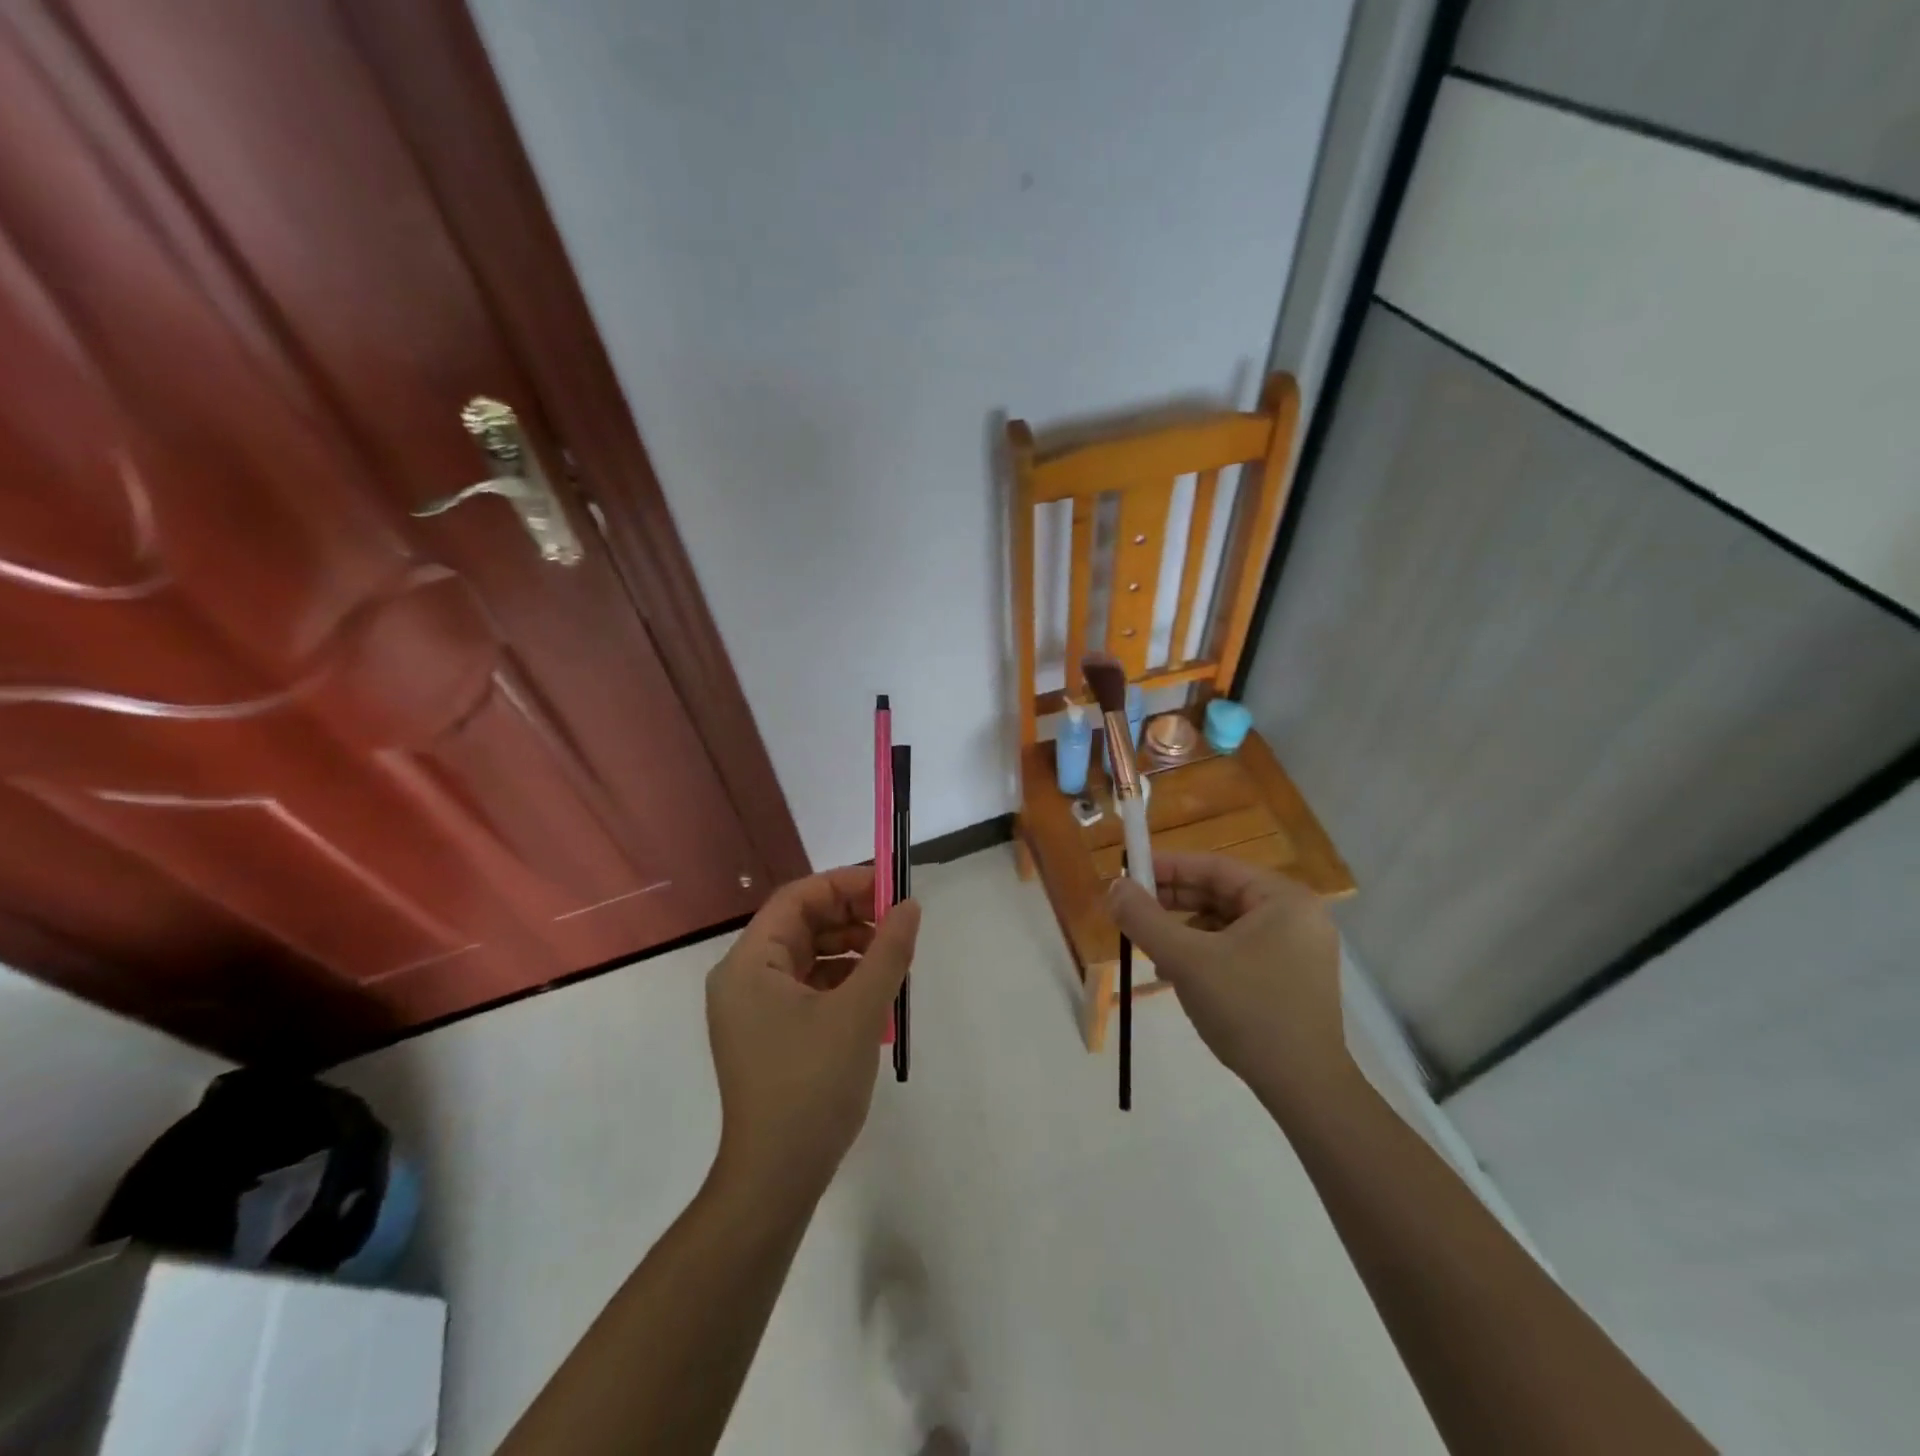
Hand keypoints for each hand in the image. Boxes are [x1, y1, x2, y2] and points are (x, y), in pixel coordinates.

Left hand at [706, 865, 919, 1203]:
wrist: (776, 1179)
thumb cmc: (813, 1085)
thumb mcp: (860, 1011)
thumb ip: (888, 952)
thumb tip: (910, 907)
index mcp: (749, 963)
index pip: (797, 899)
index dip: (845, 885)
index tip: (890, 889)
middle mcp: (743, 978)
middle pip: (801, 925)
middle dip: (851, 918)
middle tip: (898, 925)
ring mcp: (754, 1009)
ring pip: (807, 957)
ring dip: (850, 950)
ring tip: (893, 962)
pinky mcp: (769, 1034)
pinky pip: (807, 988)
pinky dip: (841, 982)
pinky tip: (874, 996)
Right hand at [1108, 852, 1348, 1103]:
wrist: (1305, 1089)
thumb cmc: (1248, 1011)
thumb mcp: (1186, 960)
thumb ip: (1145, 919)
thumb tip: (1113, 887)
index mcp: (1283, 899)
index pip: (1214, 867)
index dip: (1167, 867)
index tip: (1129, 873)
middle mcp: (1296, 915)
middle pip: (1221, 893)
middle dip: (1173, 901)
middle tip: (1131, 909)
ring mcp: (1297, 948)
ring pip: (1226, 923)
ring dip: (1184, 930)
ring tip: (1150, 947)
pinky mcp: (1291, 977)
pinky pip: (1238, 948)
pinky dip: (1205, 953)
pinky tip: (1176, 974)